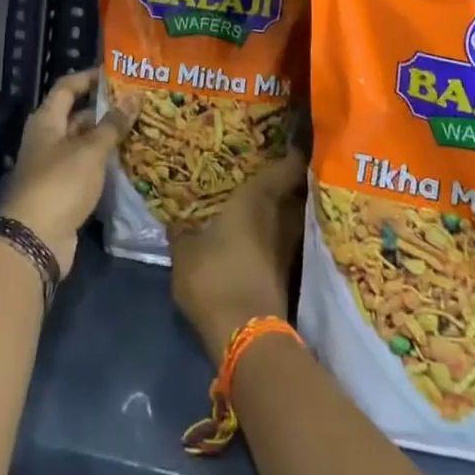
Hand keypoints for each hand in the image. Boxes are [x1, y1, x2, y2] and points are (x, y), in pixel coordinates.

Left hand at [0, 68, 136, 275]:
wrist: (36, 239)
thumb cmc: (60, 184)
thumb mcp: (90, 150)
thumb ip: (113, 124)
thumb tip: (134, 96)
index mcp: (46, 121)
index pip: (67, 87)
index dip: (89, 77)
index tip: (117, 72)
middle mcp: (48, 139)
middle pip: (77, 115)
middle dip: (106, 109)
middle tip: (139, 103)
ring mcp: (54, 166)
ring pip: (84, 143)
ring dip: (108, 137)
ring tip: (142, 128)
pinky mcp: (64, 191)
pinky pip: (87, 167)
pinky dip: (105, 162)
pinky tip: (130, 160)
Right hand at [169, 149, 306, 359]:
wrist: (246, 334)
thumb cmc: (214, 275)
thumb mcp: (185, 251)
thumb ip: (182, 231)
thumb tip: (178, 221)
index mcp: (257, 199)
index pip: (287, 166)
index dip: (293, 152)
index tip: (292, 140)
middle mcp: (281, 218)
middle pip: (296, 191)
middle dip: (290, 180)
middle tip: (273, 168)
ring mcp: (290, 248)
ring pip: (294, 218)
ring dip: (286, 210)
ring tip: (267, 202)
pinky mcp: (289, 275)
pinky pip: (288, 243)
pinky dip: (280, 237)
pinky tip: (263, 237)